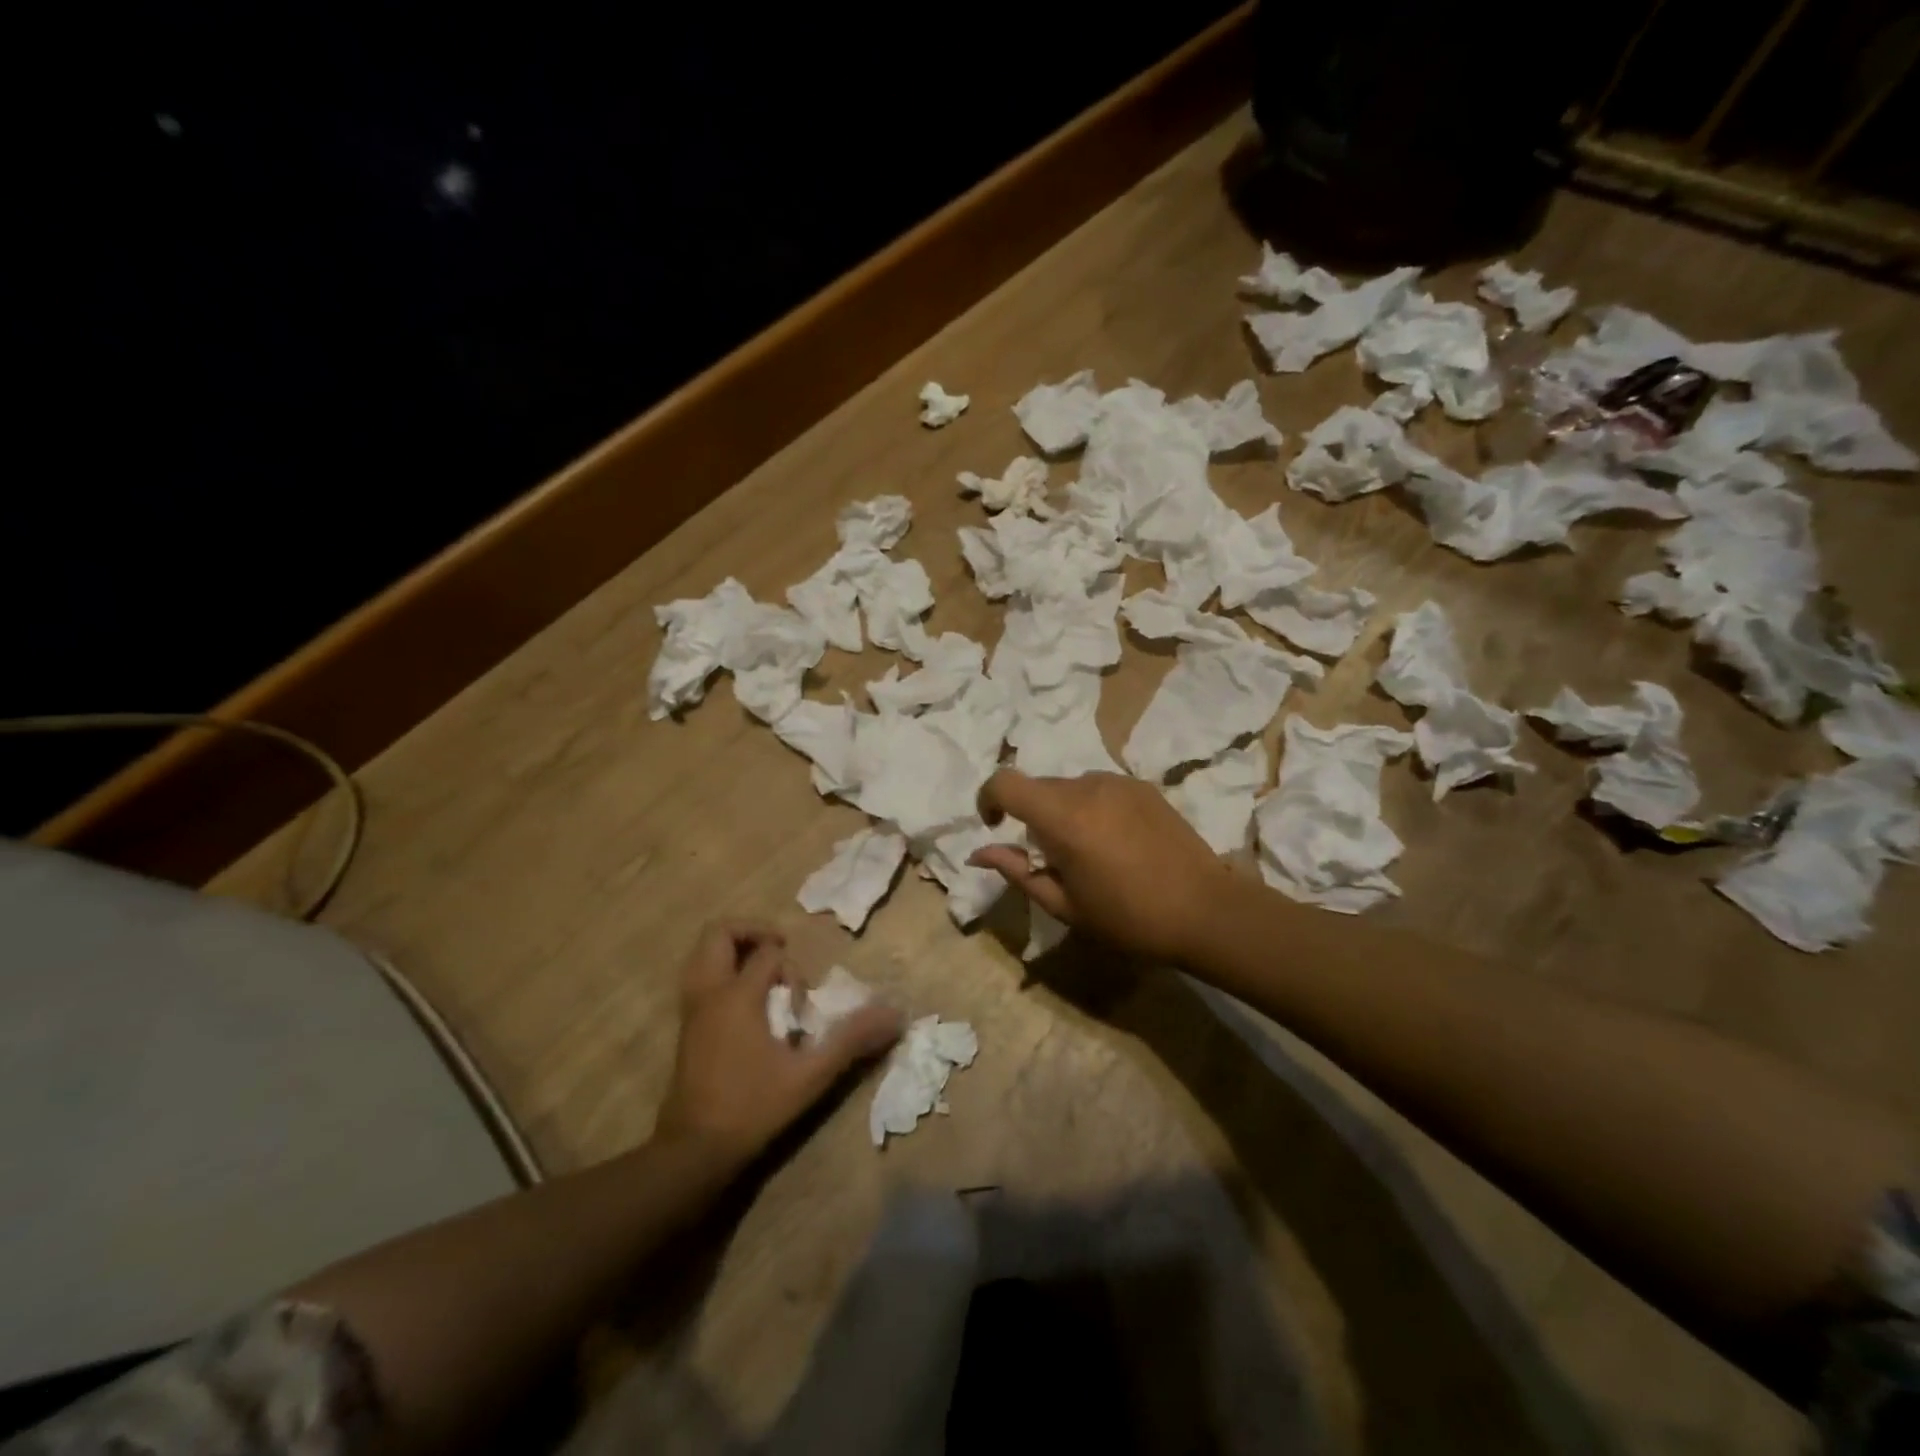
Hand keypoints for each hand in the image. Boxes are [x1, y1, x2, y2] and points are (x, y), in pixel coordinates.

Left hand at [655, 921, 902, 1163]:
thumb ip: (851, 1040)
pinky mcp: (685, 1025)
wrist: (693, 1151)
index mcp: (737, 995)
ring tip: (765, 974)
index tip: (804, 1003)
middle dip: (753, 932)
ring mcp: (691, 1008)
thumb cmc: (752, 1108)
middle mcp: (708, 992)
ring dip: (734, 951)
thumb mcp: (810, 1075)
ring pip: (703, 953)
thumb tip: (895, 1014)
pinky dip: (722, 972)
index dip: (792, 968)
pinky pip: (700, 976)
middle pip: (719, 933)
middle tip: (780, 952)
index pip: (768, 953)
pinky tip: (748, 1005)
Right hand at [968, 770, 1234, 962]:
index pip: (1004, 782)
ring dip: (1061, 811)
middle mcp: (1087, 787)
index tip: (994, 826)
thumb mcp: (1064, 905)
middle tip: (1050, 858)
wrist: (1206, 910)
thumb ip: (1017, 872)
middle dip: (1028, 815)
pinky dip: (1090, 807)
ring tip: (1087, 852)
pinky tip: (1115, 842)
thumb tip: (978, 852)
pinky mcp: (1142, 786)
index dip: (987, 799)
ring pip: (1068, 786)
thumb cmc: (1129, 918)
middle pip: (1037, 786)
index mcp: (1063, 817)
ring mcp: (1118, 782)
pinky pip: (1098, 788)